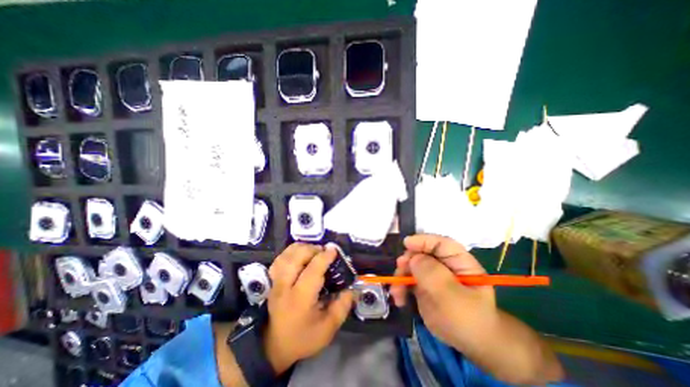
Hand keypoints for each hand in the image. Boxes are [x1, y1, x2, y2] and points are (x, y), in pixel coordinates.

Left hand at [263, 243, 352, 372]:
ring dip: (302, 248)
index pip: (313, 270)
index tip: (334, 250)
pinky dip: (291, 252)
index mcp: (300, 298)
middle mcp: (285, 286)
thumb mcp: (328, 329)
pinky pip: (280, 258)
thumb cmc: (302, 337)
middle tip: (324, 251)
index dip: (324, 257)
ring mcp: (275, 281)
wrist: (273, 346)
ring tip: (313, 250)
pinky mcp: (271, 280)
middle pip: (297, 257)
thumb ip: (342, 307)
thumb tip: (351, 289)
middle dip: (312, 249)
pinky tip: (300, 254)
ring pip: (287, 255)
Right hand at [391, 235, 498, 348]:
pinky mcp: (423, 286)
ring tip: (396, 292)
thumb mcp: (453, 297)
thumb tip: (413, 257)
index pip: (441, 243)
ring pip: (411, 266)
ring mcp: (433, 275)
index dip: (423, 240)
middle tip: (399, 270)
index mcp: (459, 261)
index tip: (406, 243)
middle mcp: (444, 264)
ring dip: (401, 276)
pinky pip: (408, 280)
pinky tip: (399, 299)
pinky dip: (400, 287)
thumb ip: (433, 274)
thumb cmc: (468, 320)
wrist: (471, 345)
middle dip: (408, 261)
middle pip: (421, 253)